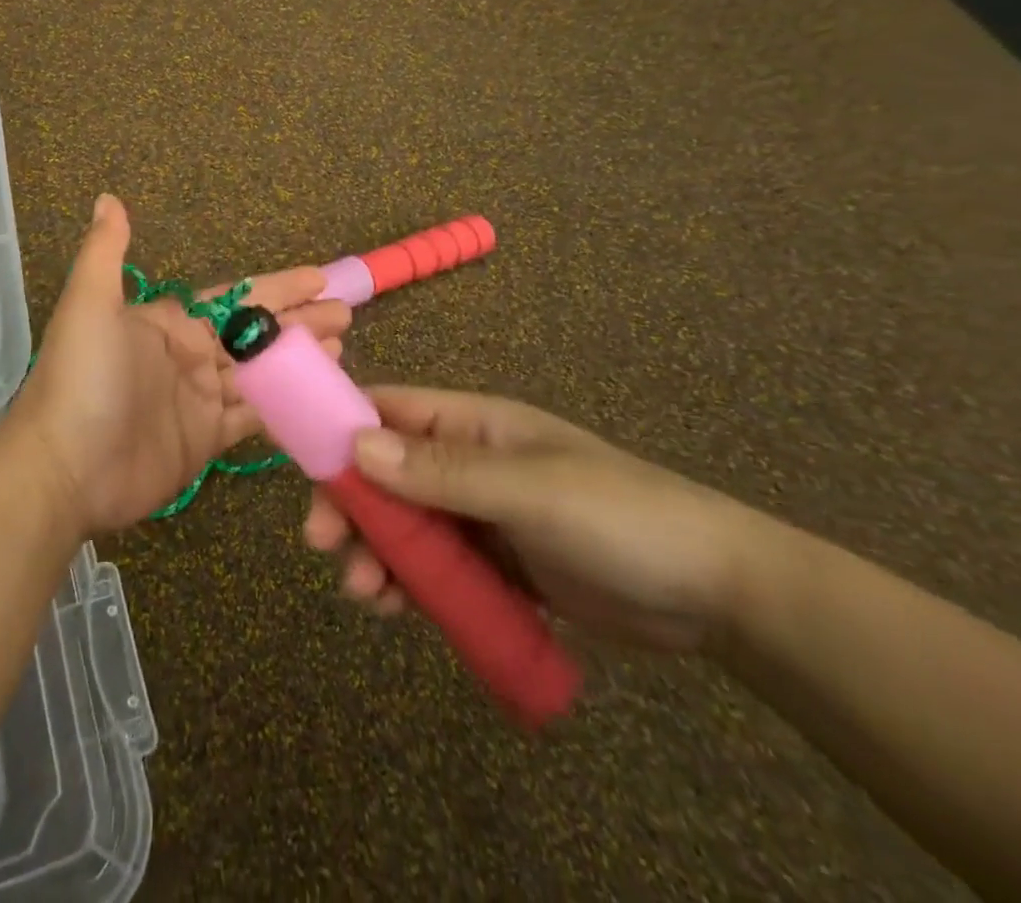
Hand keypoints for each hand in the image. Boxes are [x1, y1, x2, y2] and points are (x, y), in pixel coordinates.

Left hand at [13, 194, 351, 535]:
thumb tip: (109, 198)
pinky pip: (255, 418)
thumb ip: (106, 251)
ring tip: (342, 346)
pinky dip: (286, 406)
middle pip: (255, 334)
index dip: (276, 287)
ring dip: (299, 360)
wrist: (64, 467)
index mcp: (169, 323)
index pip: (234, 297)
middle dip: (298, 321)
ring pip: (261, 373)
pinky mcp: (206, 441)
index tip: (318, 277)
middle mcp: (188, 356)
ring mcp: (199, 400)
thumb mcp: (90, 304)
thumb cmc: (83, 378)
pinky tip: (318, 395)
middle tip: (345, 311)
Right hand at [303, 387, 764, 650]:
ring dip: (377, 554)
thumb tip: (356, 445)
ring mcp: (480, 516)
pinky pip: (436, 569)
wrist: (716, 595)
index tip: (304, 471)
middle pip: (385, 474)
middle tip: (325, 547)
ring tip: (366, 596)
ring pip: (405, 526)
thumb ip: (442, 471)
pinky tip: (397, 611)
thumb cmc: (620, 518)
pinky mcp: (496, 566)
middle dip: (352, 507)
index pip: (387, 410)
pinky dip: (410, 586)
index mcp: (471, 424)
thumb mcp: (529, 490)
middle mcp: (466, 462)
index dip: (340, 431)